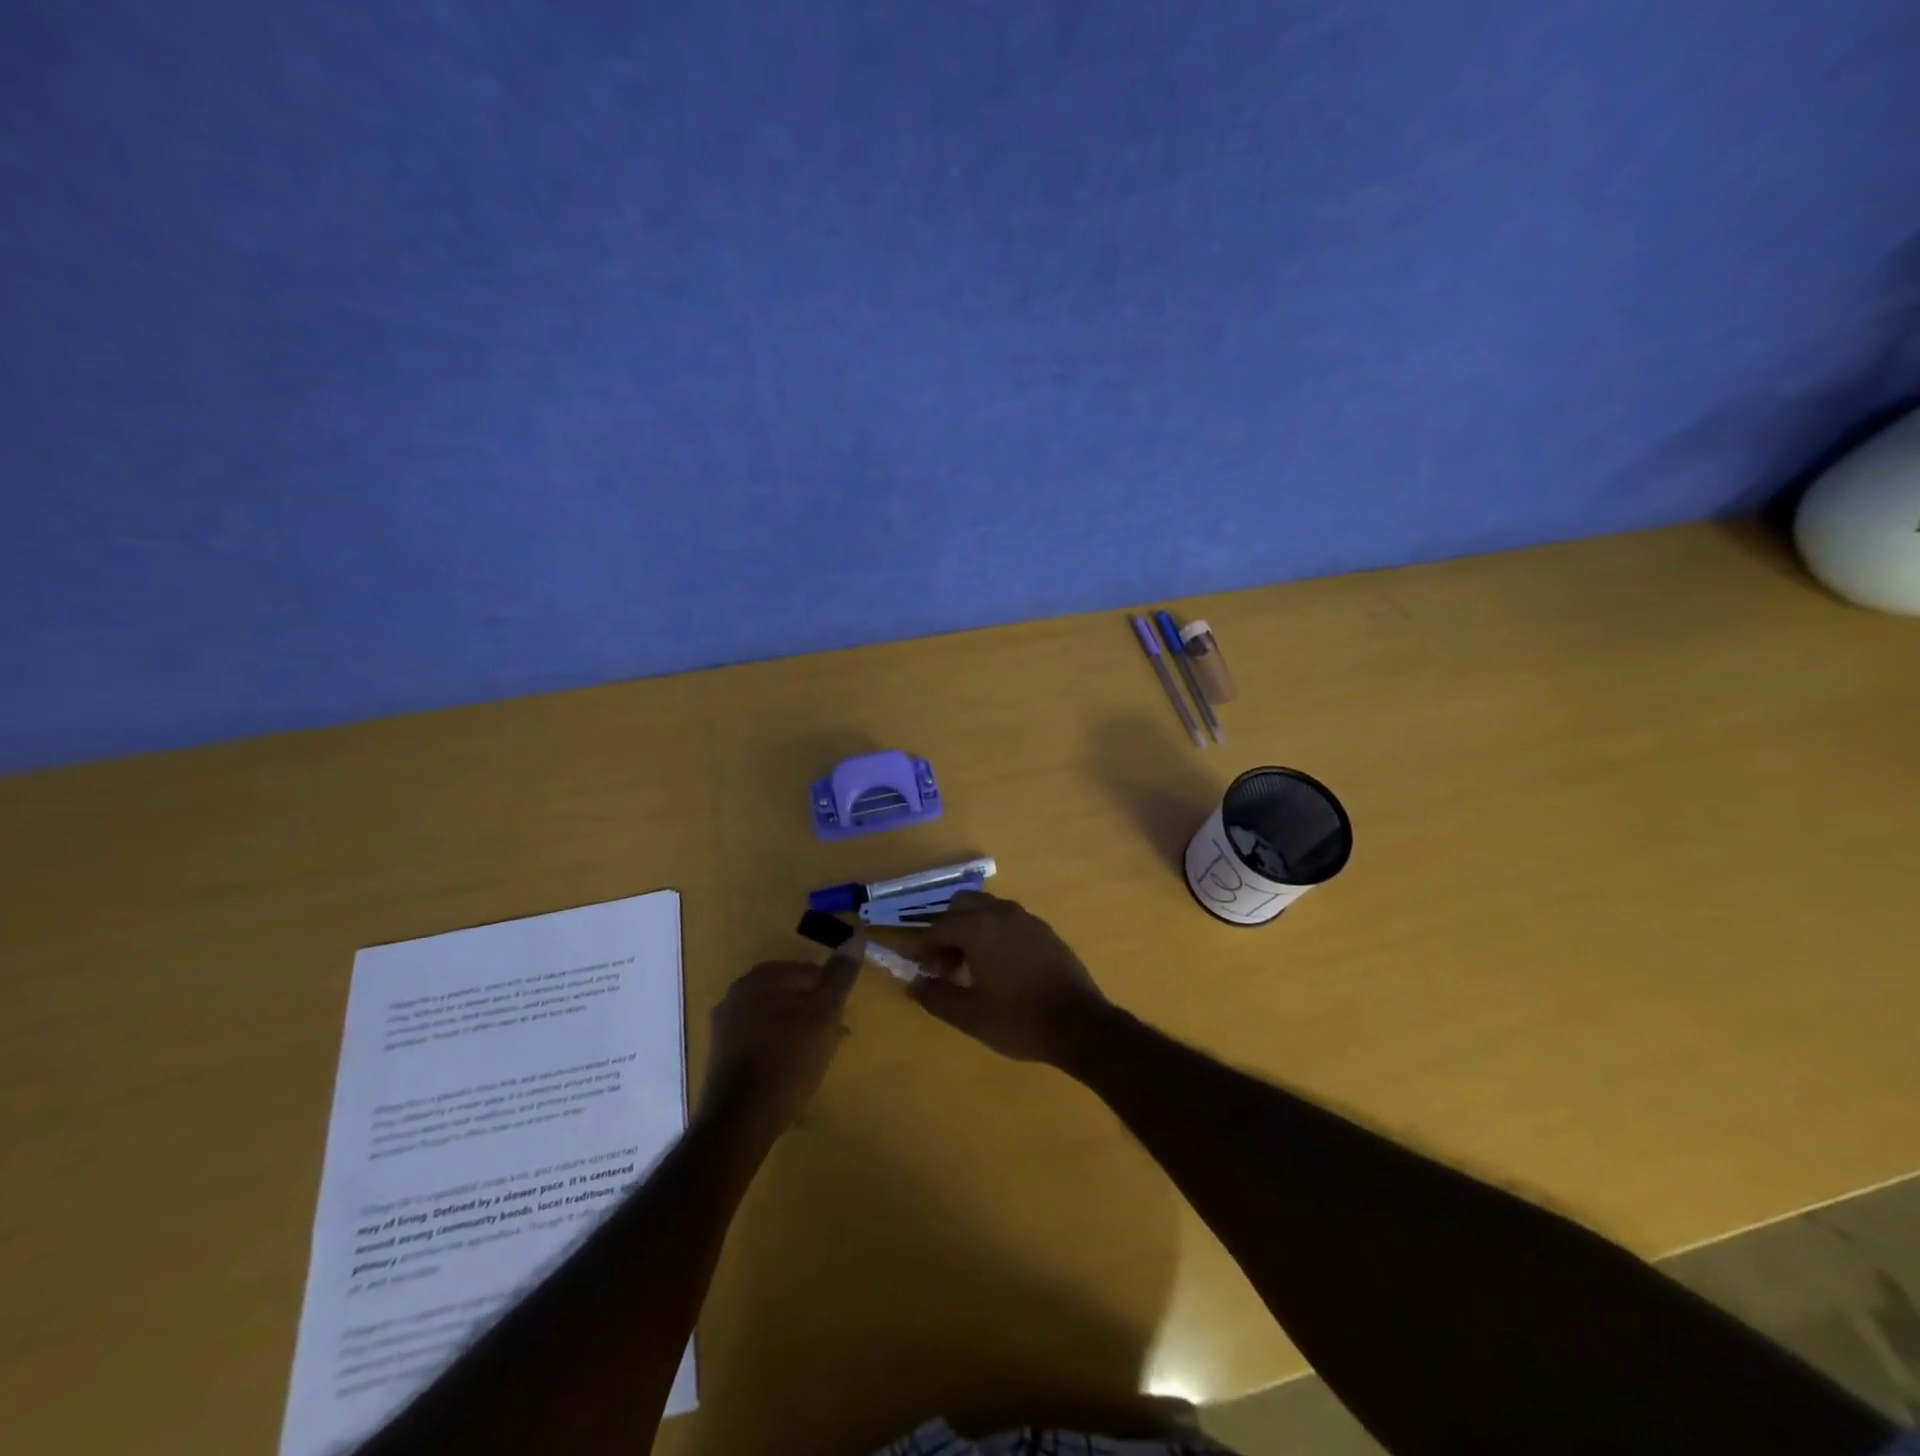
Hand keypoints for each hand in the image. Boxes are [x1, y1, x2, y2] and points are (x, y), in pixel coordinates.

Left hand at [700, 955, 858, 1134]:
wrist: (740, 1120)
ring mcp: (725, 1022)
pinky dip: (777, 1046)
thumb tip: (855, 937)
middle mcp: (738, 991)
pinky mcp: (720, 1052)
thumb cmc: (788, 1059)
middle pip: (790, 993)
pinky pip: (758, 1038)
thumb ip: (840, 976)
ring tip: (815, 1058)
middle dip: (814, 1012)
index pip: (809, 972)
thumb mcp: (824, 1014)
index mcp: (762, 976)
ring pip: (775, 1016)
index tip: (841, 1022)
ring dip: (797, 1030)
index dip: (830, 996)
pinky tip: (790, 1070)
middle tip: (832, 1040)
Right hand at [910, 892, 1110, 1063]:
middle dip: (947, 929)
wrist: (1079, 1024)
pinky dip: (994, 932)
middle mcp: (1001, 913)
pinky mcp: (1044, 930)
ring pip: (987, 909)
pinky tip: (1000, 966)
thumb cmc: (1019, 1019)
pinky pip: (1009, 920)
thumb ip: (936, 996)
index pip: (938, 927)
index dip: (923, 948)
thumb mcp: (969, 1016)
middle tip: (946, 964)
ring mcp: (1026, 919)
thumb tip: (914, 984)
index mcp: (978, 928)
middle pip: (962, 905)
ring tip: (971, 966)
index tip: (921, 970)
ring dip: (971, 928)